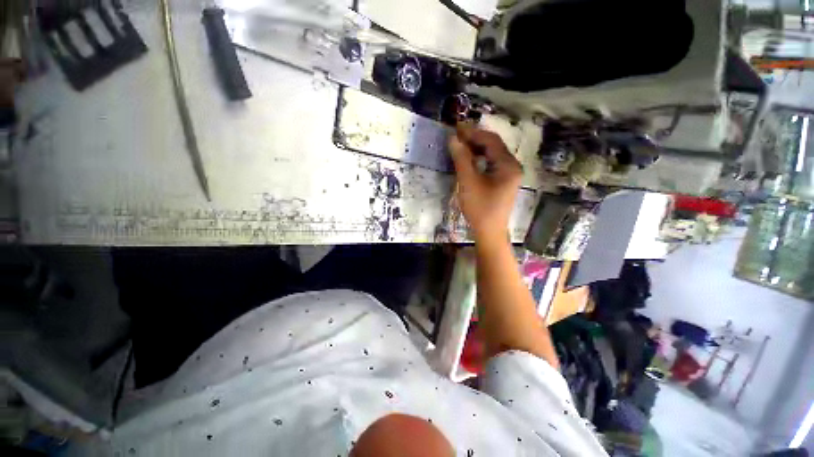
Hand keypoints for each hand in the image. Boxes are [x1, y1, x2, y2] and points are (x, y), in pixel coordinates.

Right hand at [449, 123, 521, 242]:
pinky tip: (469, 159)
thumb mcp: (468, 182)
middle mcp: (512, 166)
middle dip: (475, 139)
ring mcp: (509, 174)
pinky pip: (491, 164)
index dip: (473, 132)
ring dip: (476, 148)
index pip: (491, 140)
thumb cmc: (480, 208)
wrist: (489, 232)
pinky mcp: (503, 182)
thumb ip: (461, 159)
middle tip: (456, 135)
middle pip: (493, 146)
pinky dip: (479, 159)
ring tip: (460, 145)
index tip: (456, 128)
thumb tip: (453, 139)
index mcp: (508, 165)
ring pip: (492, 154)